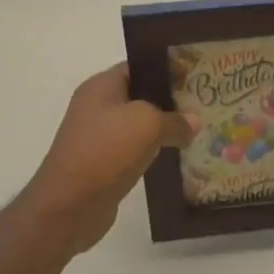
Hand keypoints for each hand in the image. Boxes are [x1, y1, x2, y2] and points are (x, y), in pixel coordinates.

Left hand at [19, 64, 193, 255]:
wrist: (69, 207)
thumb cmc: (105, 151)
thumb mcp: (147, 125)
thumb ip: (174, 119)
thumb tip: (193, 122)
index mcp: (101, 86)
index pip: (139, 67)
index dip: (167, 68)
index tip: (197, 75)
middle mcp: (97, 107)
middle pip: (141, 96)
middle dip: (171, 100)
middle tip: (205, 103)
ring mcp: (99, 137)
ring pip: (140, 126)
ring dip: (165, 129)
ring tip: (199, 129)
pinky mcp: (104, 164)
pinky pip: (136, 150)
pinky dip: (155, 152)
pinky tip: (180, 156)